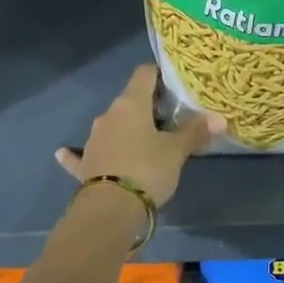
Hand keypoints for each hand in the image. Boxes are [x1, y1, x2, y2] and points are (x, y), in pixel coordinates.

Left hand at [56, 65, 219, 208]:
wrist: (110, 209)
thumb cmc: (147, 169)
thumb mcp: (176, 152)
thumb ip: (195, 132)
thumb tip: (219, 118)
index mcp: (131, 104)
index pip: (144, 74)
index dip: (159, 74)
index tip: (174, 84)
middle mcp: (108, 115)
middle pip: (130, 101)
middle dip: (148, 106)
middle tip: (170, 118)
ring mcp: (93, 139)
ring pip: (112, 125)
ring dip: (126, 129)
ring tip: (145, 140)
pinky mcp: (84, 164)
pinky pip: (83, 154)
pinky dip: (78, 153)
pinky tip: (64, 152)